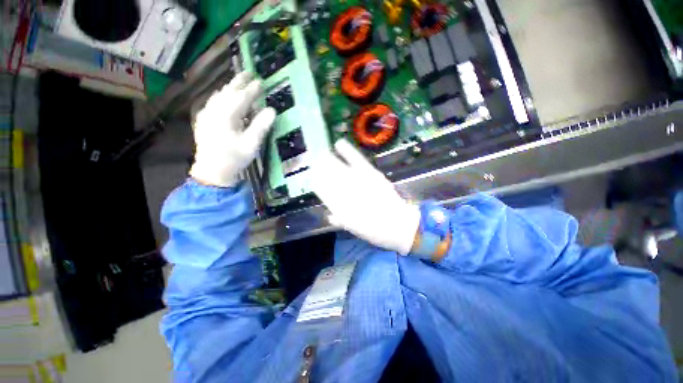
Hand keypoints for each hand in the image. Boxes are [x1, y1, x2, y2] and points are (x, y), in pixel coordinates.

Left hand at [190, 72, 275, 186]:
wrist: (212, 171)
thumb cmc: (234, 158)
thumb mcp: (251, 144)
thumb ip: (261, 126)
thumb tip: (271, 110)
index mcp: (226, 116)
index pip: (241, 98)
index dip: (251, 90)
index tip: (260, 82)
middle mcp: (213, 111)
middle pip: (227, 92)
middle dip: (238, 82)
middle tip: (248, 73)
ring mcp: (206, 115)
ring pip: (219, 96)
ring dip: (230, 88)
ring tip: (239, 82)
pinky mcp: (203, 120)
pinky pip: (213, 102)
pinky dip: (221, 96)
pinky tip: (224, 96)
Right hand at [309, 139, 420, 254]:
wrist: (399, 225)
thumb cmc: (376, 230)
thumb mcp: (355, 229)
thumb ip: (340, 220)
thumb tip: (329, 215)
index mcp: (339, 204)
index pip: (323, 191)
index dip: (316, 183)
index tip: (311, 178)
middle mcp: (345, 191)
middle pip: (328, 177)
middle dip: (319, 169)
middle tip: (312, 161)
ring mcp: (358, 181)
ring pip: (337, 168)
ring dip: (327, 160)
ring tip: (320, 154)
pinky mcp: (370, 173)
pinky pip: (356, 160)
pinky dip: (347, 151)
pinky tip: (339, 143)